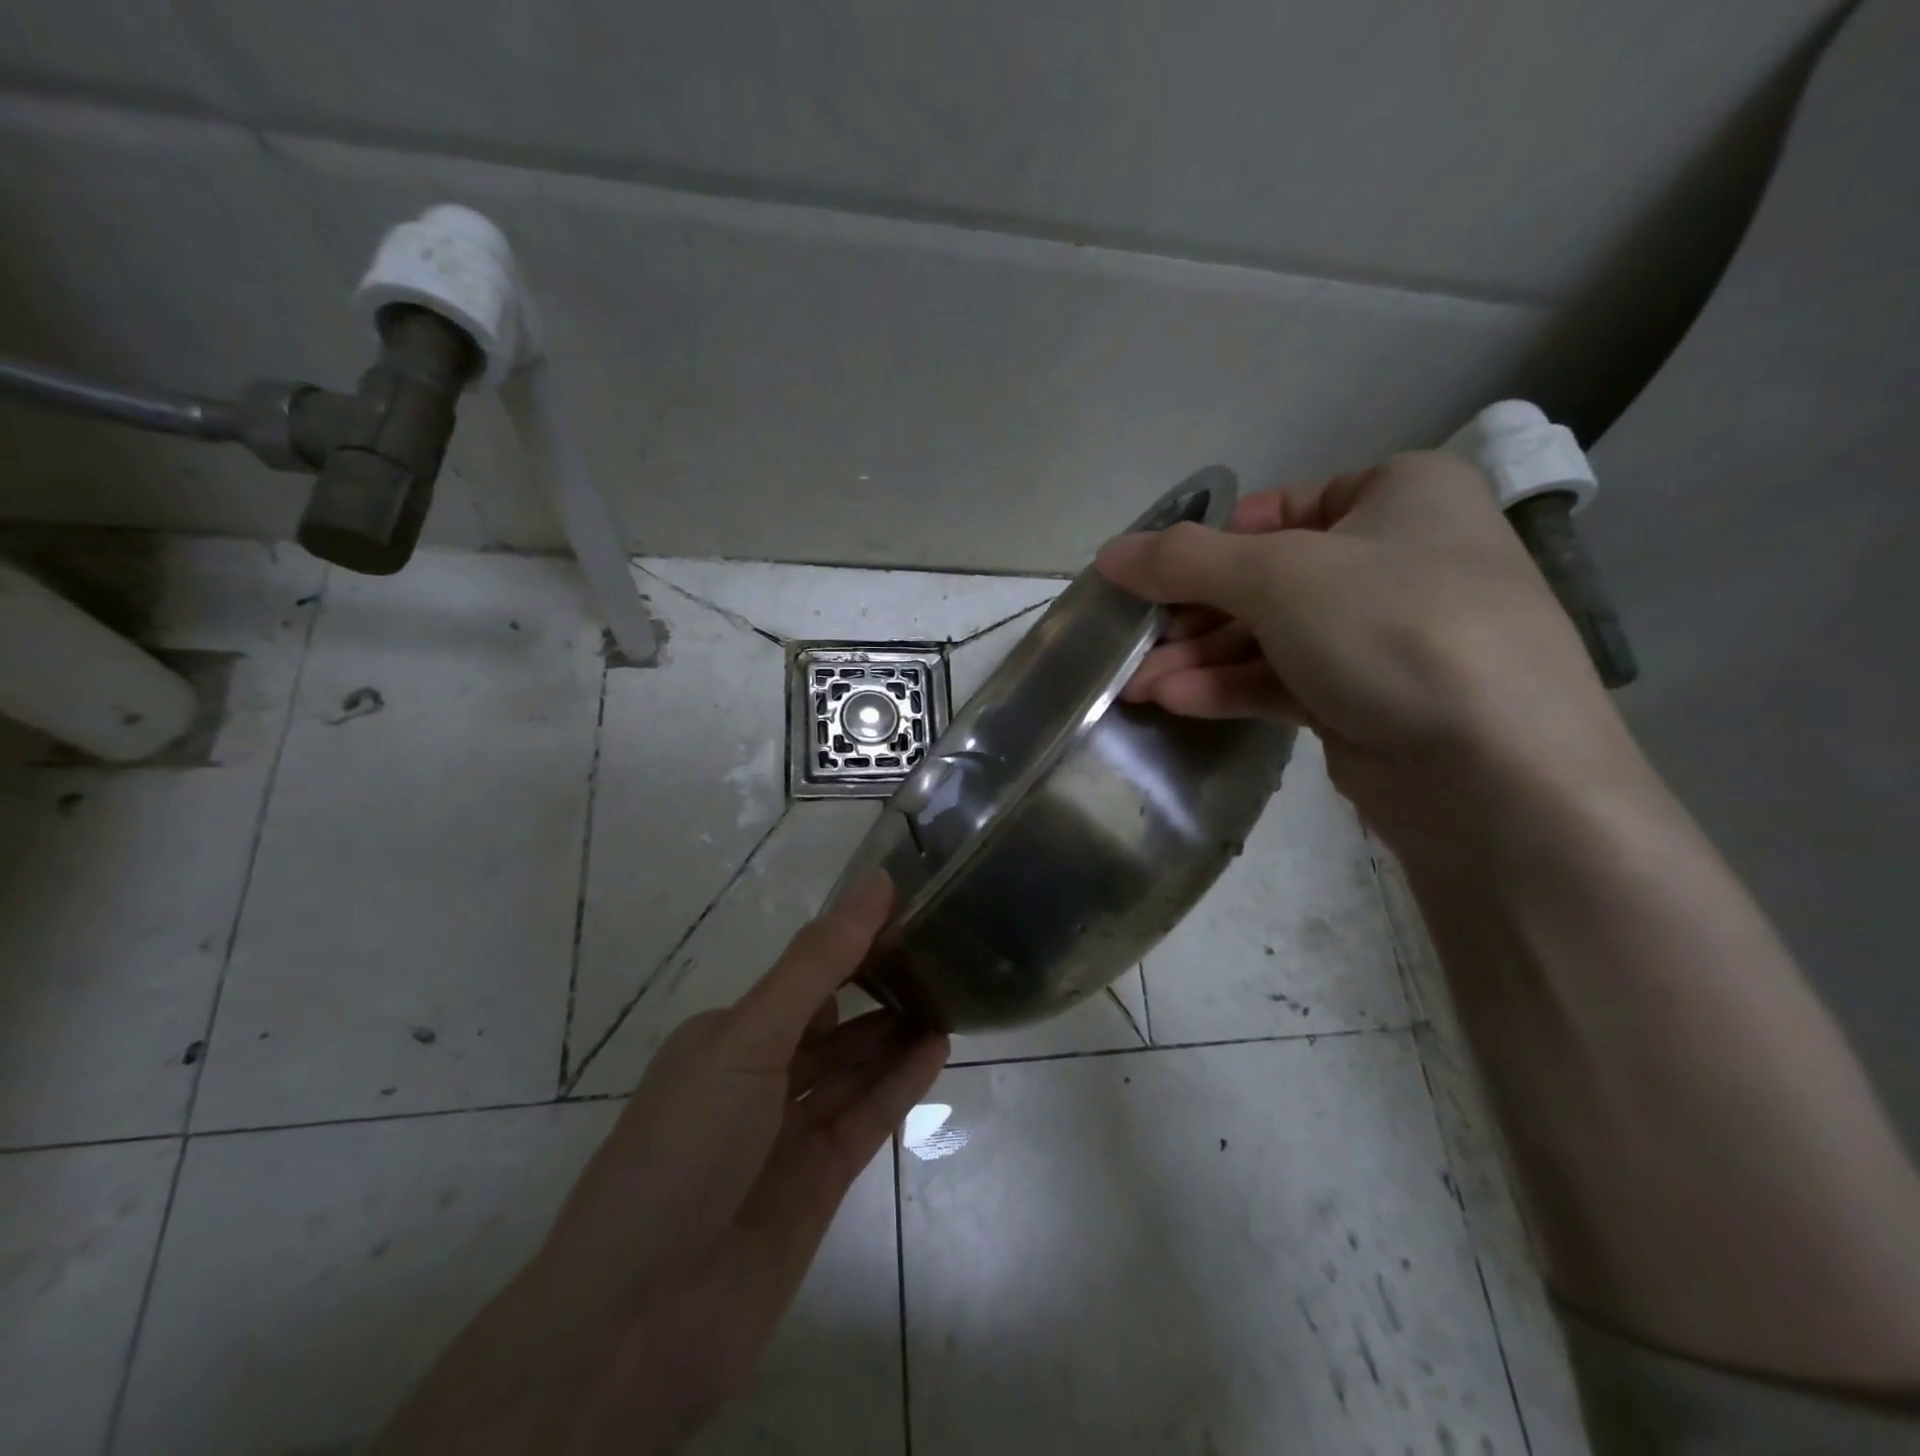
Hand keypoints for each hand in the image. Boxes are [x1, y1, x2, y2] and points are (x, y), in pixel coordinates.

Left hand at [370, 873, 948, 1455]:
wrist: (640, 1322)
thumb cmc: (686, 1148)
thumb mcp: (747, 1039)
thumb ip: (816, 964)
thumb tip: (874, 883)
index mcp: (724, 1038)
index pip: (801, 977)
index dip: (851, 943)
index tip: (906, 909)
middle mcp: (754, 1080)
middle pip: (831, 1023)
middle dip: (878, 989)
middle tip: (940, 952)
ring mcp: (786, 1134)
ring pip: (853, 1070)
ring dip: (895, 1035)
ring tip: (951, 994)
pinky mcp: (817, 1183)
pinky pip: (867, 1118)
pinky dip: (900, 1084)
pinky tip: (938, 1049)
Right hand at [1097, 451, 1639, 841]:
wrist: (1496, 774)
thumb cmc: (1394, 630)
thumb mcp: (1278, 576)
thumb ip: (1185, 561)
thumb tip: (1109, 554)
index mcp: (1400, 496)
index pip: (1278, 508)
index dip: (1207, 544)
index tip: (1149, 579)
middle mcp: (1396, 558)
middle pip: (1266, 579)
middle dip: (1192, 617)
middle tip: (1132, 644)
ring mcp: (1383, 636)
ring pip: (1270, 637)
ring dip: (1200, 660)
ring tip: (1137, 686)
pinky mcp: (1368, 700)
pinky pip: (1285, 680)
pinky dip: (1230, 688)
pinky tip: (1176, 702)